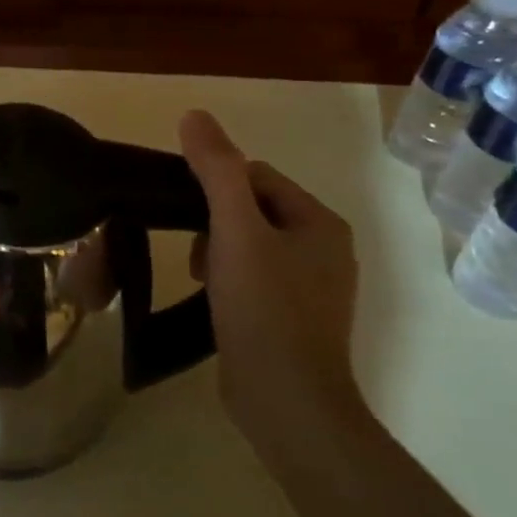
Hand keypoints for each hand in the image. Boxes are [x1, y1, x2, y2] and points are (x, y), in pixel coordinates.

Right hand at [178, 110, 365, 430]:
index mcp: (319, 222)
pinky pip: (254, 277)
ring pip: (249, 244)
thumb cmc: (264, 308)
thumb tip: (194, 114)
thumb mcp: (235, 231)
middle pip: (252, 209)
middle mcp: (325, 248)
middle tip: (198, 255)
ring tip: (202, 279)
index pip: (256, 176)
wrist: (287, 402)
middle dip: (215, 224)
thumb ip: (215, 170)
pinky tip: (214, 300)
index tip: (192, 218)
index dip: (217, 190)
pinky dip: (229, 280)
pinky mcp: (294, 317)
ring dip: (218, 253)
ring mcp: (313, 286)